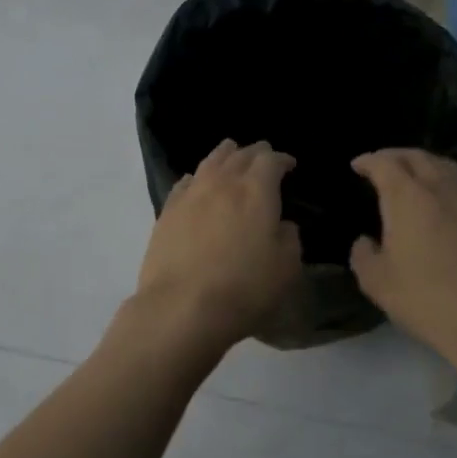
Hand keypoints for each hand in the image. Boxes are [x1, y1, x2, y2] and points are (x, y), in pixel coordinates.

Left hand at [123, 140, 303, 357]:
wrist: (182, 305)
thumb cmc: (244, 288)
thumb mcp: (286, 268)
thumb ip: (288, 239)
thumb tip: (281, 224)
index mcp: (255, 191)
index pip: (270, 161)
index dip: (281, 159)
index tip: (289, 164)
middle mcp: (222, 183)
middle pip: (239, 155)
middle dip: (254, 152)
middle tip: (263, 155)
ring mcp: (190, 194)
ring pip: (210, 162)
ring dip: (224, 154)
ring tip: (231, 152)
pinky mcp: (167, 211)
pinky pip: (185, 183)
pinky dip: (197, 177)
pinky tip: (196, 181)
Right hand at [349, 149, 456, 375]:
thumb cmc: (426, 299)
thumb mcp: (376, 282)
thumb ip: (363, 255)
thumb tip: (366, 242)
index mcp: (407, 197)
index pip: (385, 164)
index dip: (368, 161)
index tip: (357, 165)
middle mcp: (441, 191)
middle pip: (418, 157)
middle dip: (396, 155)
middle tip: (382, 163)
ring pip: (447, 168)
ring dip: (424, 164)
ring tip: (412, 175)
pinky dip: (444, 185)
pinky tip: (439, 204)